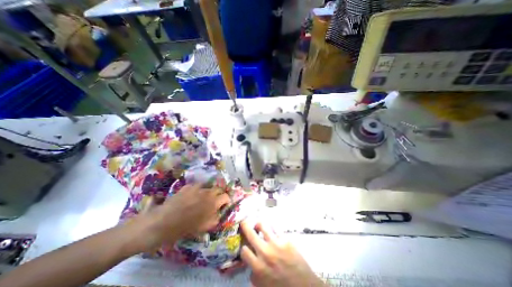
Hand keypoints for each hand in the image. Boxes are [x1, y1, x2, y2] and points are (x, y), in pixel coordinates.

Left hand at [131, 185, 229, 251]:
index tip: (223, 205)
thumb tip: (218, 213)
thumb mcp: (202, 228)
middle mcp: (207, 192)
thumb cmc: (183, 229)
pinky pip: (196, 186)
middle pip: (218, 188)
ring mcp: (196, 188)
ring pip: (207, 186)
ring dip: (207, 192)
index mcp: (213, 202)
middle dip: (218, 194)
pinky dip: (196, 190)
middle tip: (214, 201)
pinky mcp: (187, 187)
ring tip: (202, 198)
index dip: (226, 200)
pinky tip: (191, 196)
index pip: (226, 196)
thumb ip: (214, 219)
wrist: (160, 224)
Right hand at [240, 221, 322, 285]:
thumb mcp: (264, 286)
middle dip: (245, 226)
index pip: (244, 251)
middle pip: (251, 234)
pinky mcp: (286, 239)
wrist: (305, 286)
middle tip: (244, 222)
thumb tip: (250, 266)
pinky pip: (275, 228)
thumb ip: (255, 276)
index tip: (245, 245)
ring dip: (259, 224)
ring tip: (259, 225)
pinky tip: (272, 229)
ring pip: (263, 226)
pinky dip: (272, 228)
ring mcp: (276, 244)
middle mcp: (265, 253)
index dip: (244, 247)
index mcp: (259, 267)